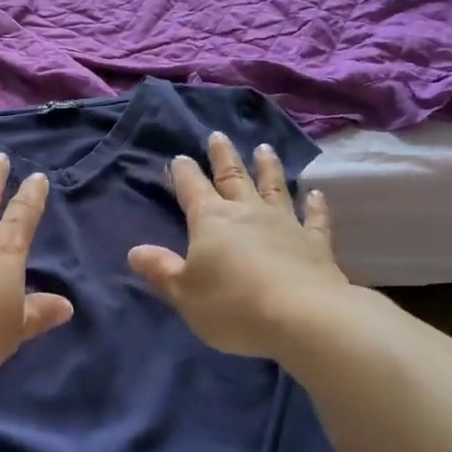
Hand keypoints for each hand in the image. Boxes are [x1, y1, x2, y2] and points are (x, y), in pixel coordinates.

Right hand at [127, 132, 350, 359]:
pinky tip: (315, 193)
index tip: (179, 157)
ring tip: (264, 149)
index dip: (184, 173)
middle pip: (233, 177)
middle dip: (223, 156)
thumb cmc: (232, 305)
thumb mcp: (184, 292)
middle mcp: (248, 212)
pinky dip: (315, 204)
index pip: (192, 189)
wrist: (302, 317)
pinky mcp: (316, 243)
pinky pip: (315, 218)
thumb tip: (135, 251)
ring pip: (274, 187)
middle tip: (218, 135)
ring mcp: (286, 224)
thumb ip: (161, 270)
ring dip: (268, 167)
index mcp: (211, 220)